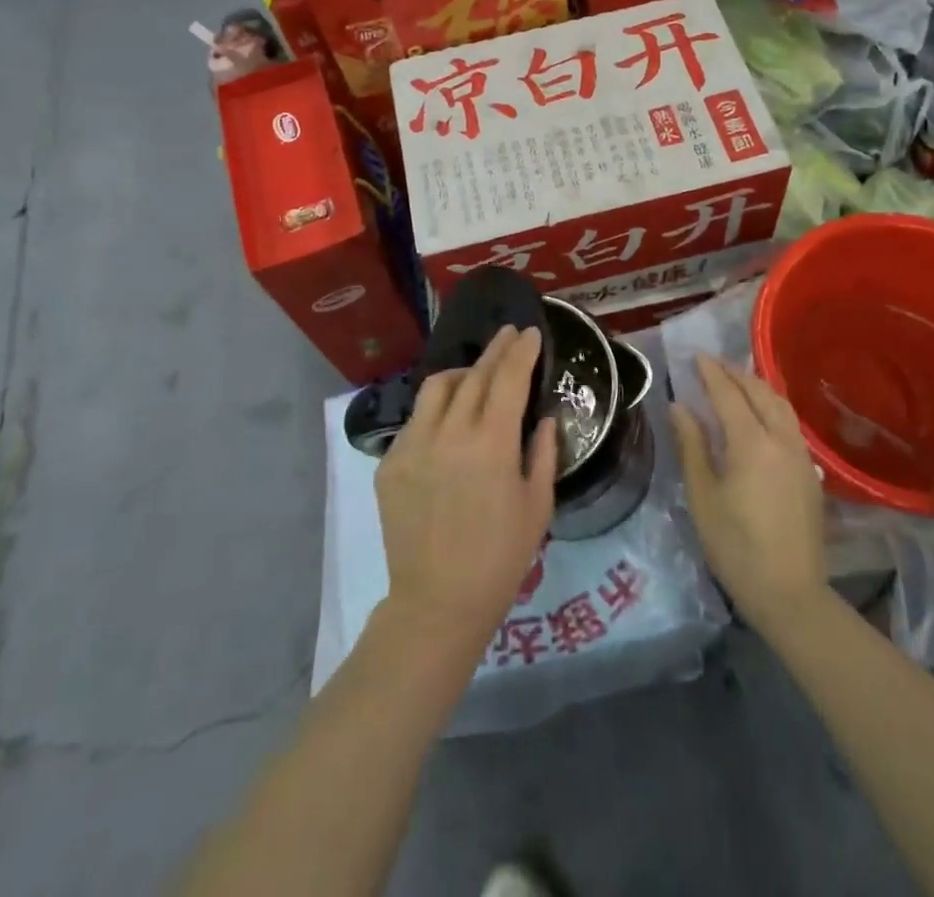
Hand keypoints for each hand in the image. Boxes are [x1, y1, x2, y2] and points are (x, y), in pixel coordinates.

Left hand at [374, 325, 557, 661]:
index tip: (529, 333)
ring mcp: (414, 445)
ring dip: (462, 373)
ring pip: (437, 388)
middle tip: (508, 334)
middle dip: (495, 350)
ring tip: (476, 375)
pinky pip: (416, 420)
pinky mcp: (390, 463)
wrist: (438, 601)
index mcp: (492, 444)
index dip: (521, 352)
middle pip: (475, 375)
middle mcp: (450, 433)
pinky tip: (447, 422)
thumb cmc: (501, 557)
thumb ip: (542, 453)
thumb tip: (543, 418)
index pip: (509, 379)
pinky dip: (436, 410)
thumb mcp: (538, 506)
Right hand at [672, 356, 829, 638]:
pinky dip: (772, 407)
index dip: (711, 372)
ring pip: (781, 406)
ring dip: (758, 387)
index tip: (696, 356)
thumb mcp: (703, 495)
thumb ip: (692, 445)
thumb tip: (679, 406)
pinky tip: (760, 416)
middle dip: (736, 373)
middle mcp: (781, 440)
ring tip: (737, 382)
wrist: (790, 593)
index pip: (729, 394)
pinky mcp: (811, 473)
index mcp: (752, 443)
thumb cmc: (735, 546)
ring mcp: (801, 456)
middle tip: (713, 365)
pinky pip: (791, 424)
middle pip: (761, 392)